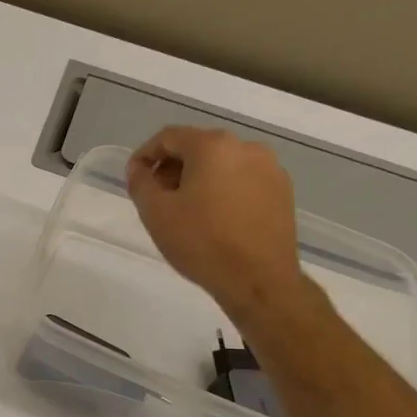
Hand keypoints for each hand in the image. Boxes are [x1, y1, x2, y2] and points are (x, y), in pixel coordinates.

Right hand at [126, 126, 306, 322]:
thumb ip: (140, 182)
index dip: (145, 155)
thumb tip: (140, 169)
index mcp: (213, 146)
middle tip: (157, 197)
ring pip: (222, 163)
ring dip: (198, 178)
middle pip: (198, 147)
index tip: (134, 178)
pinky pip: (243, 180)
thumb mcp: (155, 212)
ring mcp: (270, 168)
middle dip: (172, 167)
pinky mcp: (283, 191)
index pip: (169, 137)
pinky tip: (214, 218)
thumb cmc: (201, 242)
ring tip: (185, 210)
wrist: (258, 280)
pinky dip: (223, 189)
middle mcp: (246, 147)